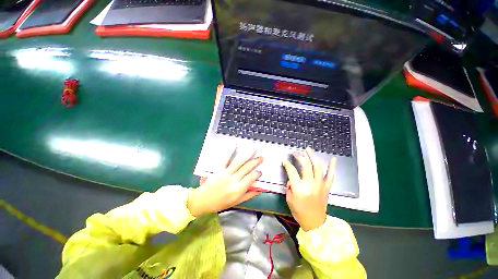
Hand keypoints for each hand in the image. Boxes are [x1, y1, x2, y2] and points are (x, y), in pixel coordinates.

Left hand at [187, 148, 262, 216]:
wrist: (202, 201)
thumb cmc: (220, 203)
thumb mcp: (236, 202)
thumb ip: (248, 196)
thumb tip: (259, 190)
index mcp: (238, 190)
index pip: (250, 179)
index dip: (256, 174)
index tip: (260, 171)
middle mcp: (233, 180)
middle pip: (246, 169)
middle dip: (255, 162)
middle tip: (261, 157)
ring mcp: (225, 174)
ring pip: (238, 163)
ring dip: (247, 155)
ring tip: (253, 150)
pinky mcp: (218, 169)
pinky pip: (225, 159)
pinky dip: (230, 152)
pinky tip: (234, 145)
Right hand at [283, 147, 336, 230]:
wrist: (315, 223)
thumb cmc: (299, 212)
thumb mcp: (289, 199)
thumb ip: (290, 186)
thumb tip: (292, 177)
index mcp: (299, 188)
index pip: (292, 170)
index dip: (287, 164)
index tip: (285, 161)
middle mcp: (310, 184)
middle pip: (305, 165)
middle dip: (300, 156)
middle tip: (296, 153)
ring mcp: (320, 185)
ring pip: (318, 167)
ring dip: (313, 156)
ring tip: (309, 150)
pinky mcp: (326, 187)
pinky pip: (331, 175)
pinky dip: (332, 167)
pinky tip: (333, 159)